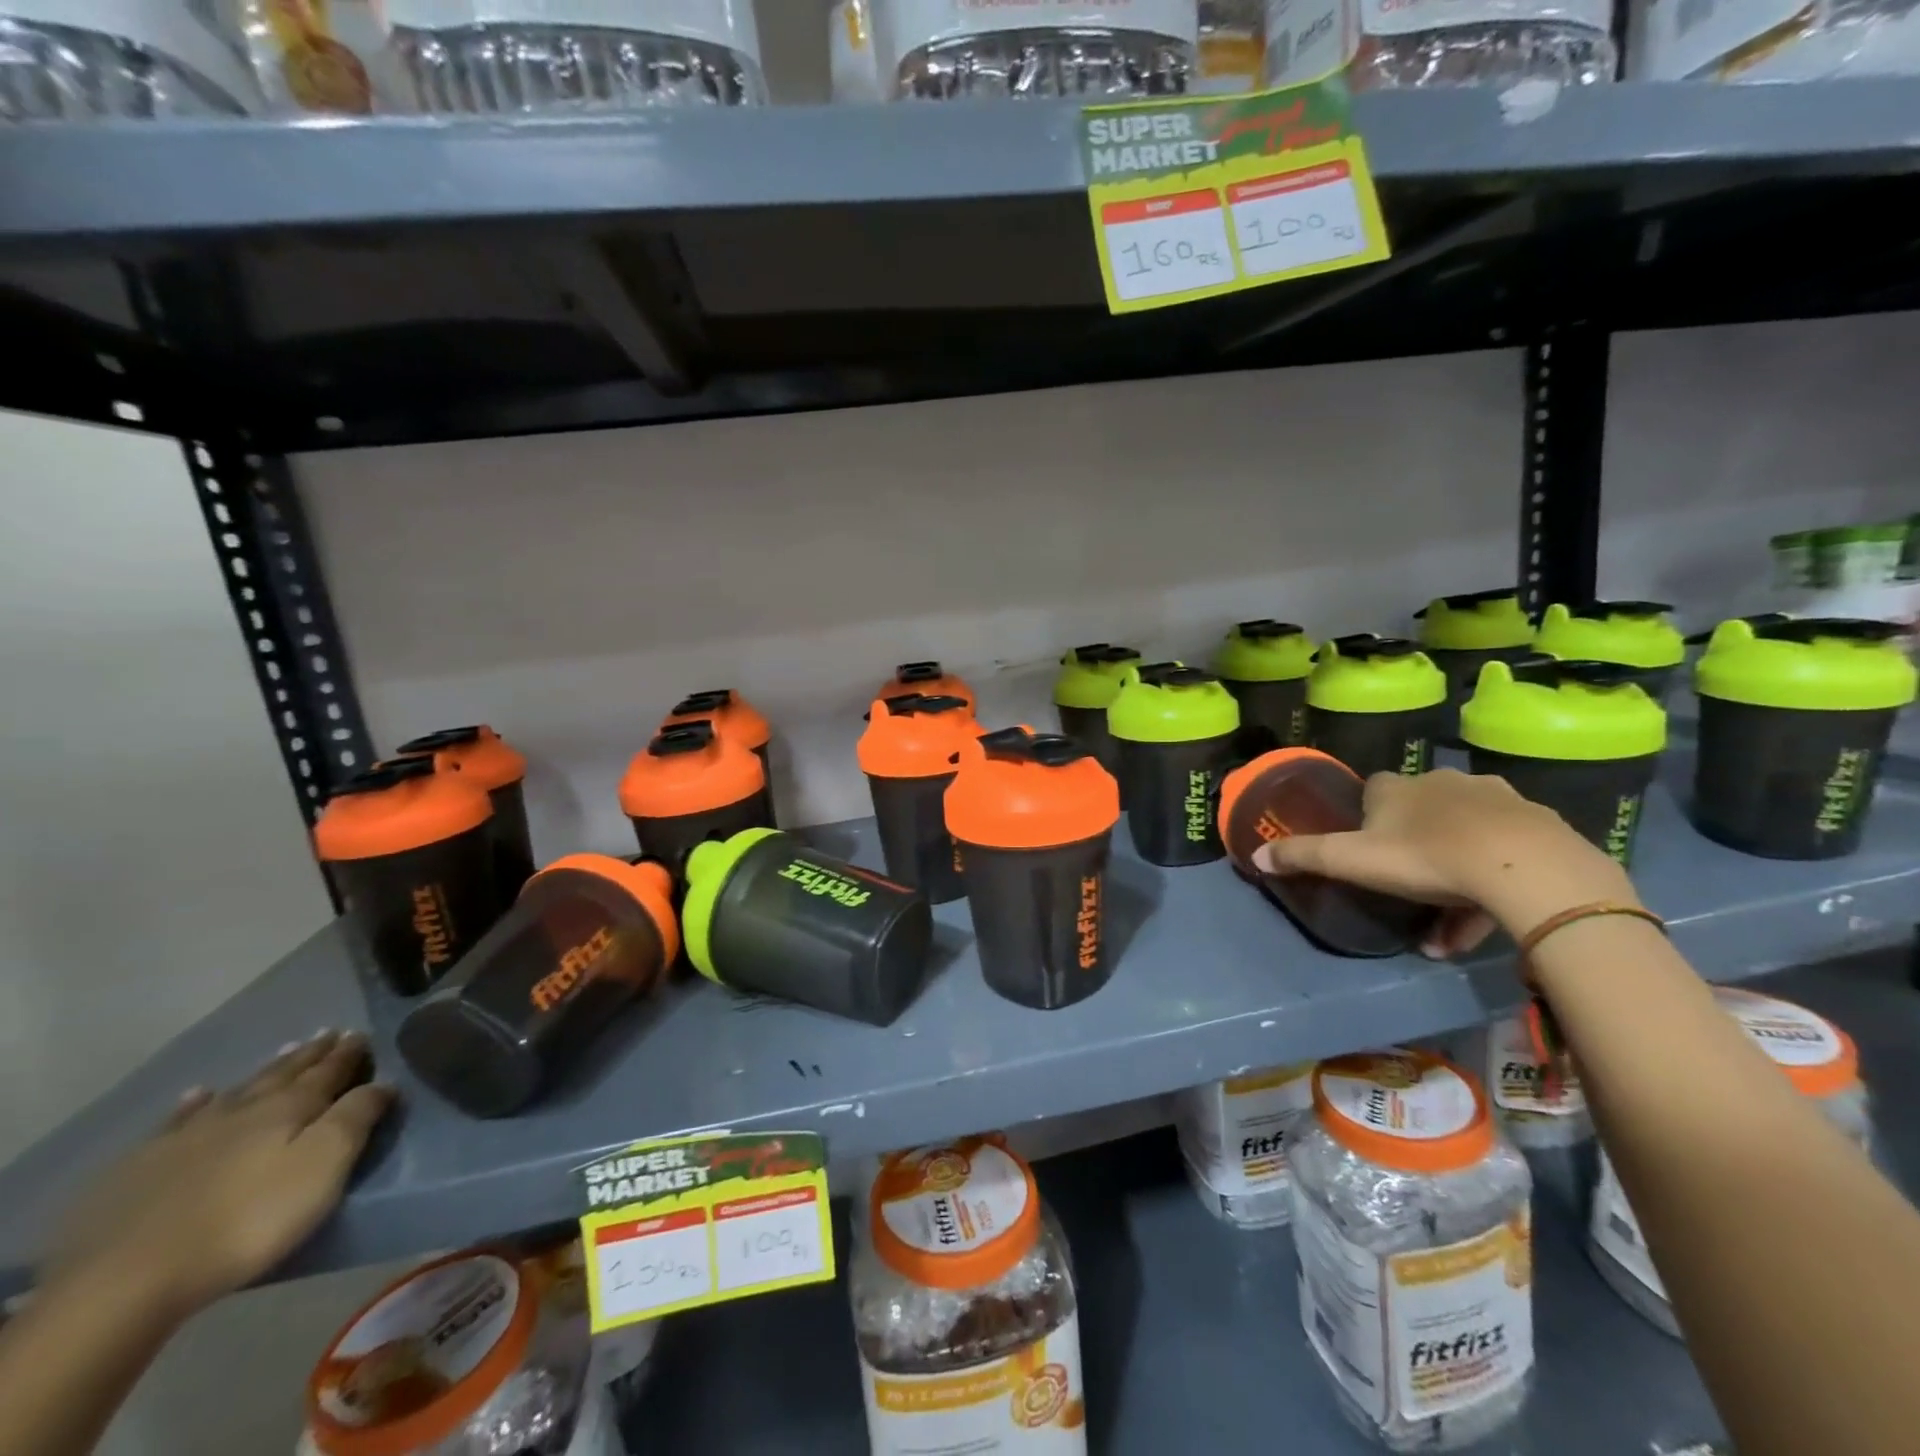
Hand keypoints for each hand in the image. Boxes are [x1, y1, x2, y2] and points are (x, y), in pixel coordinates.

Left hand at [42, 1031, 394, 1318]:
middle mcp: (242, 1110)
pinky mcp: (139, 1168)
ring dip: (263, 1072)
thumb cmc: (249, 1219)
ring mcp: (185, 1136)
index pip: (329, 1071)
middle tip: (328, 1035)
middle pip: (284, 1075)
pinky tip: (198, 1095)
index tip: (360, 1035)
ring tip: (281, 1054)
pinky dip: (194, 1104)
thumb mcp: (324, 1165)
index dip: (347, 1054)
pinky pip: (175, 1121)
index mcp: (290, 1108)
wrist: (127, 1278)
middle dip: (310, 1055)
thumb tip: (382, 1082)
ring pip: (236, 1091)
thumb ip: (357, 1117)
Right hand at [1252, 768, 1636, 956]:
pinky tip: (1486, 924)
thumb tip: (1255, 855)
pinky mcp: (1539, 826)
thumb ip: (1304, 857)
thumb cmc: (1426, 858)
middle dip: (1411, 853)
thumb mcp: (1352, 861)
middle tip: (1407, 895)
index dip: (1367, 818)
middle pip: (1420, 814)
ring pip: (1464, 838)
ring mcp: (1497, 801)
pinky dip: (1491, 886)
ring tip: (1444, 935)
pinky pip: (1505, 855)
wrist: (1527, 868)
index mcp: (1397, 787)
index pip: (1374, 790)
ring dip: (1452, 880)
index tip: (1367, 850)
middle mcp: (1444, 783)